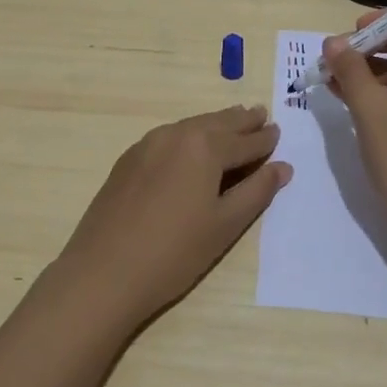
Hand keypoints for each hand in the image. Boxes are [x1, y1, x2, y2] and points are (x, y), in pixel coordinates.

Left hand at [55, 105, 291, 326]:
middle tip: (260, 115)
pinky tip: (191, 147)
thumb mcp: (225, 224)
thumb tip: (282, 167)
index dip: (264, 140)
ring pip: (190, 127)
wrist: (104, 272)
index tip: (278, 132)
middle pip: (216, 123)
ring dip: (214, 124)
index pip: (244, 141)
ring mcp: (147, 145)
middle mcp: (176, 135)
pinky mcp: (128, 160)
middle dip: (240, 121)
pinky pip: (168, 138)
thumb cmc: (175, 252)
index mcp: (205, 147)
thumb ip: (256, 191)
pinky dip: (188, 136)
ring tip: (232, 123)